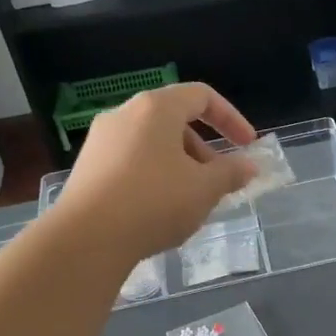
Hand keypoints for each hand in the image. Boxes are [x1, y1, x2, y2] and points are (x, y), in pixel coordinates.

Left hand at [59, 83, 259, 257]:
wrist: (86, 238)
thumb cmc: (154, 202)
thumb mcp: (204, 189)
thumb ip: (231, 173)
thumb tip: (249, 166)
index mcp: (156, 108)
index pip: (202, 97)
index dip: (231, 118)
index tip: (248, 146)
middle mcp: (124, 114)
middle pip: (175, 121)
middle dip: (204, 150)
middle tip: (218, 182)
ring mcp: (101, 141)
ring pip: (152, 144)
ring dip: (180, 166)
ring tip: (190, 202)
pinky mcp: (87, 168)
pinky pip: (132, 162)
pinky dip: (154, 177)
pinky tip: (159, 212)